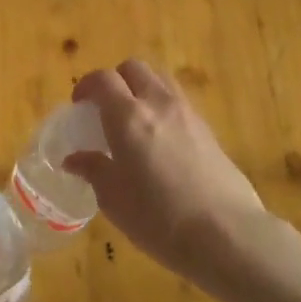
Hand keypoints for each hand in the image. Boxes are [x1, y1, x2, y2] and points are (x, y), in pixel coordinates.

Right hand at [64, 59, 264, 272]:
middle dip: (115, 80)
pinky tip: (160, 141)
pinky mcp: (209, 130)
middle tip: (105, 108)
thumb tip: (75, 159)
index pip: (103, 79)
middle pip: (134, 68)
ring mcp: (188, 114)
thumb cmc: (158, 218)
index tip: (79, 105)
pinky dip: (163, 108)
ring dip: (142, 89)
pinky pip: (179, 102)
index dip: (87, 85)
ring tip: (134, 120)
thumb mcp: (113, 199)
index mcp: (128, 116)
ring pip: (161, 80)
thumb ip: (93, 170)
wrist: (225, 233)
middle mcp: (159, 103)